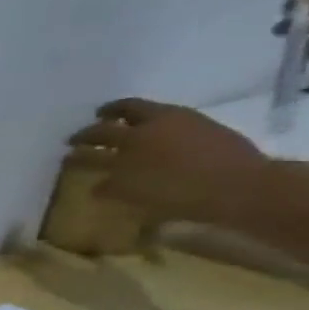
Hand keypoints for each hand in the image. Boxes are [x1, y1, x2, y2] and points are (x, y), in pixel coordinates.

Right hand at [65, 99, 264, 223]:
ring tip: (112, 120)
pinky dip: (148, 118)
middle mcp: (144, 130)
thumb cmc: (182, 197)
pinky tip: (148, 128)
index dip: (75, 155)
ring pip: (137, 111)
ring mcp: (174, 122)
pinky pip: (163, 114)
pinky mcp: (198, 121)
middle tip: (80, 136)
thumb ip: (113, 189)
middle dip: (91, 131)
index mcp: (123, 150)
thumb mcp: (137, 198)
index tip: (66, 157)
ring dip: (119, 114)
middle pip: (108, 125)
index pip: (89, 151)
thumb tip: (97, 186)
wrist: (242, 186)